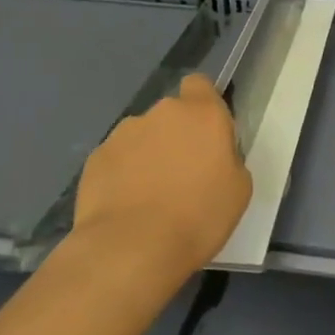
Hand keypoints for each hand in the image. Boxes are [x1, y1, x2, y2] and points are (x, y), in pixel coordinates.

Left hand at [72, 74, 250, 273]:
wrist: (131, 250)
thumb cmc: (198, 217)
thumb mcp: (239, 189)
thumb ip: (228, 158)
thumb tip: (213, 156)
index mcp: (203, 114)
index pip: (200, 84)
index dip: (203, 103)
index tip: (207, 133)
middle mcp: (162, 113)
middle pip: (171, 114)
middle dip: (175, 135)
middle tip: (181, 173)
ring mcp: (124, 133)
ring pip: (142, 135)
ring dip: (148, 154)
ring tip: (148, 195)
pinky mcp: (96, 158)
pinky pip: (117, 159)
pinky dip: (122, 175)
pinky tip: (125, 205)